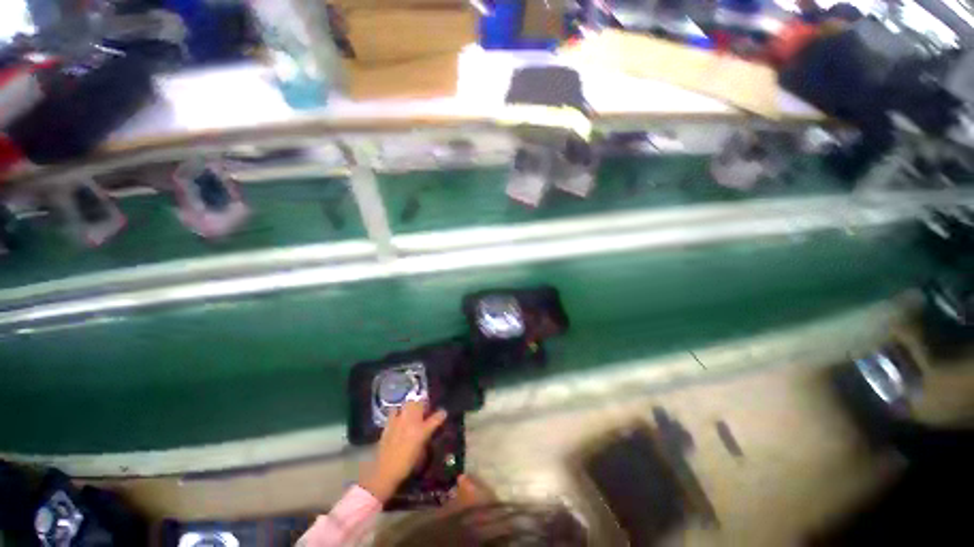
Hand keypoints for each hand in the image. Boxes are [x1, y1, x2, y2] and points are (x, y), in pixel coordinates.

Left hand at [358, 401, 447, 502]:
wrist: (384, 472)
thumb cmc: (406, 466)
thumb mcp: (422, 453)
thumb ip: (426, 438)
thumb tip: (428, 431)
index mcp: (422, 431)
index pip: (437, 417)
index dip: (441, 415)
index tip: (443, 414)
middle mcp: (412, 422)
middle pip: (420, 403)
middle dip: (424, 404)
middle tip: (425, 410)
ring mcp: (399, 420)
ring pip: (407, 403)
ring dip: (411, 405)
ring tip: (412, 411)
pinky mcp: (389, 423)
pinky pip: (394, 411)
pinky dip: (398, 411)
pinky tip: (398, 417)